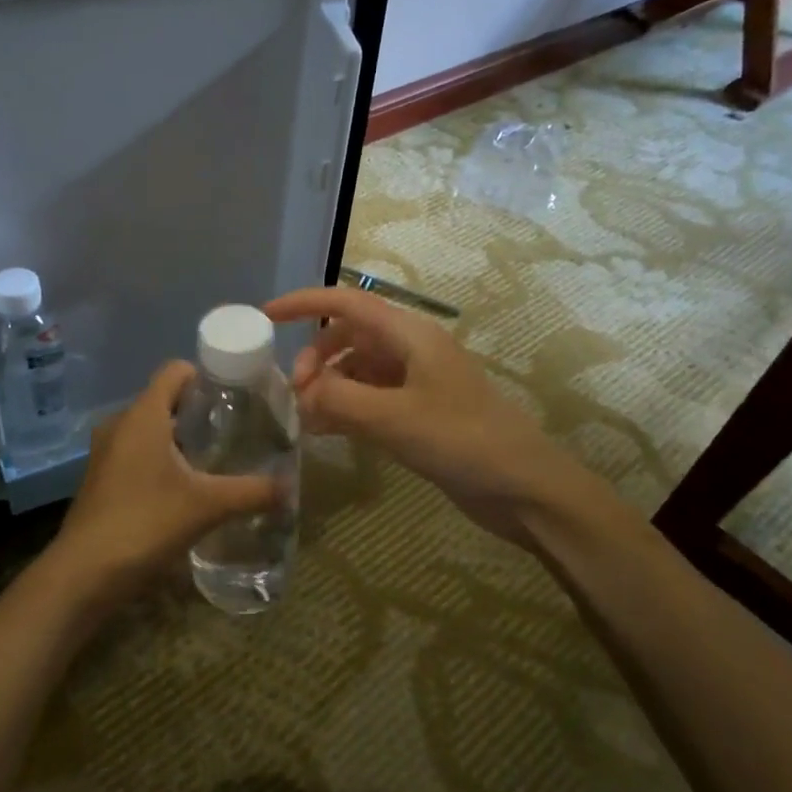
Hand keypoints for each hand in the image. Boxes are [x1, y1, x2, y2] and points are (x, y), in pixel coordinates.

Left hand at [48, 361, 282, 605]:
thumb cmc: (146, 523)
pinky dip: (160, 459)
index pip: (175, 370)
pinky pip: (136, 452)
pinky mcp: (100, 476)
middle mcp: (120, 423)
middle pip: (164, 399)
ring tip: (214, 461)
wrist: (85, 572)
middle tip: (234, 431)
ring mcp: (106, 451)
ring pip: (149, 429)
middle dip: (199, 411)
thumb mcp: (207, 506)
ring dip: (179, 438)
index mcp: (143, 414)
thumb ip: (251, 492)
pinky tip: (183, 488)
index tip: (237, 395)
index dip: (207, 375)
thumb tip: (288, 487)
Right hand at [263, 286, 566, 536]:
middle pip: (348, 336)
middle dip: (316, 358)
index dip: (305, 304)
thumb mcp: (393, 418)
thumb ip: (339, 400)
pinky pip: (370, 397)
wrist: (524, 488)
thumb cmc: (462, 440)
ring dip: (329, 386)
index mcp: (410, 335)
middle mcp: (411, 350)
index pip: (347, 303)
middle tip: (298, 395)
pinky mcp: (419, 412)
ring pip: (357, 369)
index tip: (267, 316)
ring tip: (308, 419)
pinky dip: (345, 407)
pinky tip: (328, 432)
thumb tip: (303, 394)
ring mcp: (416, 382)